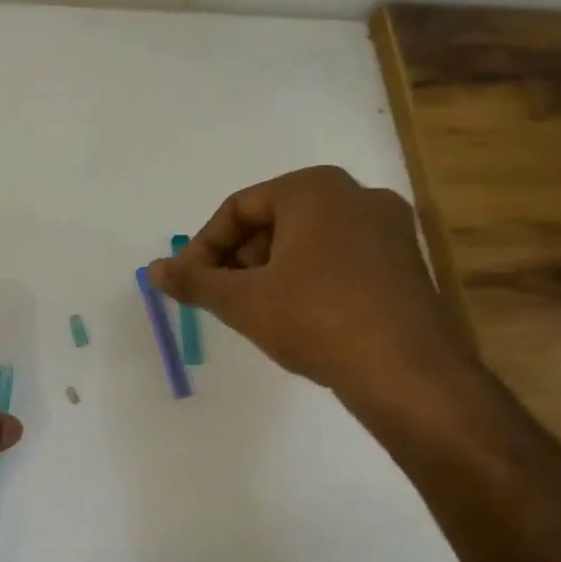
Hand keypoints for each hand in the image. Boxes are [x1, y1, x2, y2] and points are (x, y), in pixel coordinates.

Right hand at [148, 166, 469, 405]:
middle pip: (273, 220)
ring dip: (270, 271)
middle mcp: (356, 194)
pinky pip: (339, 257)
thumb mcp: (242, 301)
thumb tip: (153, 269)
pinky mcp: (405, 261)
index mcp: (314, 190)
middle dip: (238, 259)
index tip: (189, 283)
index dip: (204, 247)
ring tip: (255, 311)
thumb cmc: (315, 320)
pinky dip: (307, 278)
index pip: (238, 208)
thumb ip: (194, 281)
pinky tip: (298, 317)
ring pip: (307, 240)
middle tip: (220, 298)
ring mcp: (389, 227)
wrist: (407, 371)